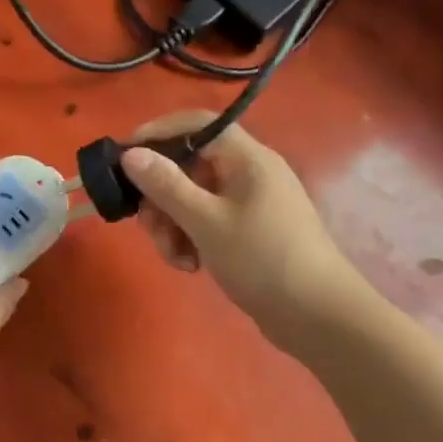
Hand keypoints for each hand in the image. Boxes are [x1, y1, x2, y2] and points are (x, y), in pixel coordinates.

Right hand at [120, 112, 376, 351]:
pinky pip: (207, 222)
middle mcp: (249, 173)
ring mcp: (250, 204)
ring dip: (173, 224)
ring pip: (194, 198)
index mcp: (247, 159)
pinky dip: (191, 239)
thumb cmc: (263, 259)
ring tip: (174, 257)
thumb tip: (131, 154)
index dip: (158, 132)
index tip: (124, 157)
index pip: (197, 124)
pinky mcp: (249, 231)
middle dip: (161, 196)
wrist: (318, 317)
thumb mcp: (206, 222)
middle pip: (190, 166)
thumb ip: (166, 186)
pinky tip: (190, 265)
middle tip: (147, 226)